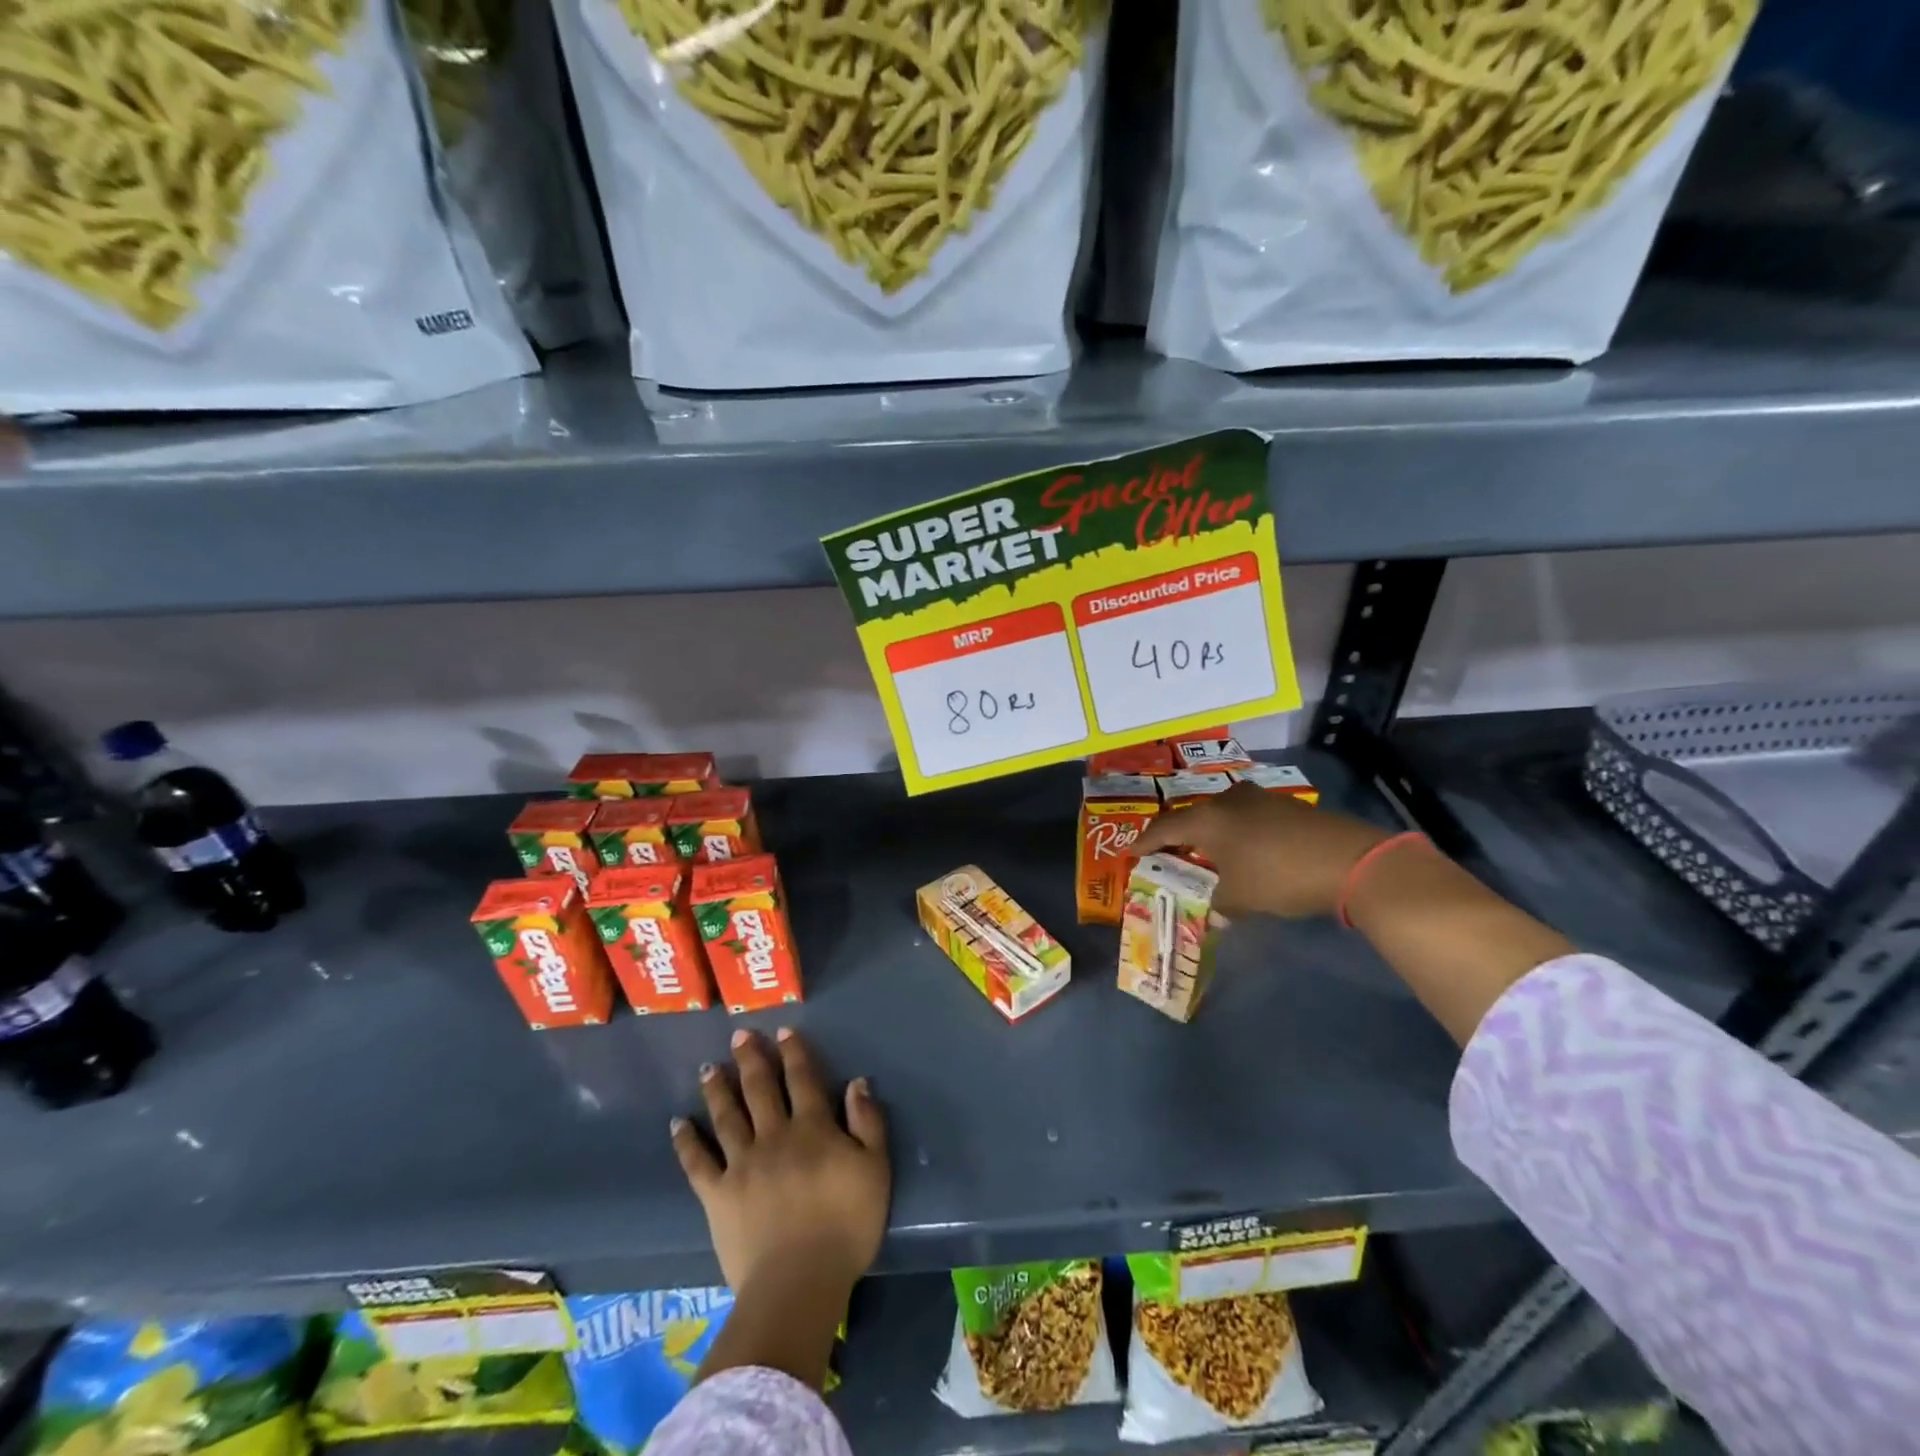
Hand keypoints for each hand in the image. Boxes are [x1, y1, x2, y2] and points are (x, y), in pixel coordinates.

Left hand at [672, 1028, 889, 1296]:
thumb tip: (857, 1082)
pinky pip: (697, 1163)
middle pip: (759, 1088)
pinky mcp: (717, 1196)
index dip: (794, 1052)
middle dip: (750, 1059)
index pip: (802, 1079)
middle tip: (738, 1035)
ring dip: (717, 1089)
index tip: (782, 1030)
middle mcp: (774, 1136)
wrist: (799, 1283)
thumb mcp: (875, 1169)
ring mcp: (741, 1164)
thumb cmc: (846, 1226)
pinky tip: (677, 1123)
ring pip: (727, 1116)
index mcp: (812, 1128)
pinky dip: (686, 1141)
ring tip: (708, 1068)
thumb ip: (867, 1122)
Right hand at [1135, 783, 1390, 918]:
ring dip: (1211, 833)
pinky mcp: (1286, 806)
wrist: (1350, 860)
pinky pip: (1246, 817)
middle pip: (1193, 816)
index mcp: (1207, 819)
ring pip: (1222, 814)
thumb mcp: (1240, 898)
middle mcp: (1228, 801)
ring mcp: (1259, 799)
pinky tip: (1244, 851)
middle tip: (1167, 852)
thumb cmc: (1279, 877)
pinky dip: (1237, 833)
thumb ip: (1218, 904)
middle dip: (1178, 835)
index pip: (1164, 828)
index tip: (1131, 851)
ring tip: (1206, 852)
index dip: (1145, 841)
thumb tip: (1214, 914)